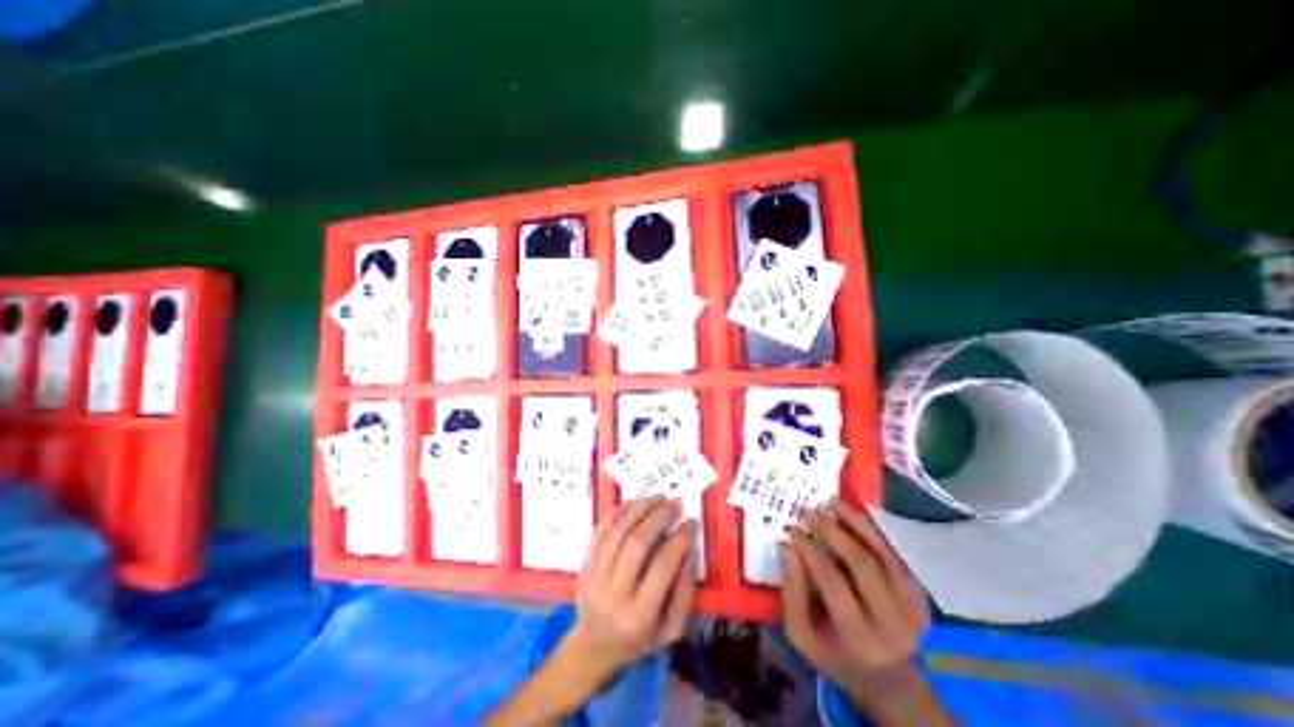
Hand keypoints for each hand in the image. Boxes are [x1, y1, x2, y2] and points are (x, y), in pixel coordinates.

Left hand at [564, 497, 696, 690]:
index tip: (692, 522)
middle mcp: (614, 593)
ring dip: (639, 508)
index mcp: (639, 615)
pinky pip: (600, 530)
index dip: (679, 540)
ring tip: (656, 497)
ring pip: (617, 531)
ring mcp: (595, 576)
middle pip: (637, 543)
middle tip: (675, 502)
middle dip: (659, 517)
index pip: (662, 567)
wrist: (593, 648)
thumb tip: (688, 551)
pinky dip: (618, 512)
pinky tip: (633, 502)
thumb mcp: (671, 631)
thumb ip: (685, 594)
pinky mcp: (584, 564)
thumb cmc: (638, 640)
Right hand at [776, 498, 948, 723]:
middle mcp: (891, 622)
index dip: (811, 550)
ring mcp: (912, 607)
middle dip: (833, 532)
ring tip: (833, 502)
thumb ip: (792, 593)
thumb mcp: (803, 635)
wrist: (891, 682)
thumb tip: (788, 548)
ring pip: (883, 554)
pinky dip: (874, 531)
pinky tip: (856, 514)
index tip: (793, 529)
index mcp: (859, 637)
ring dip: (857, 523)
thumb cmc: (837, 657)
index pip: (833, 581)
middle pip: (862, 564)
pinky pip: (896, 555)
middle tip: (810, 511)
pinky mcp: (920, 596)